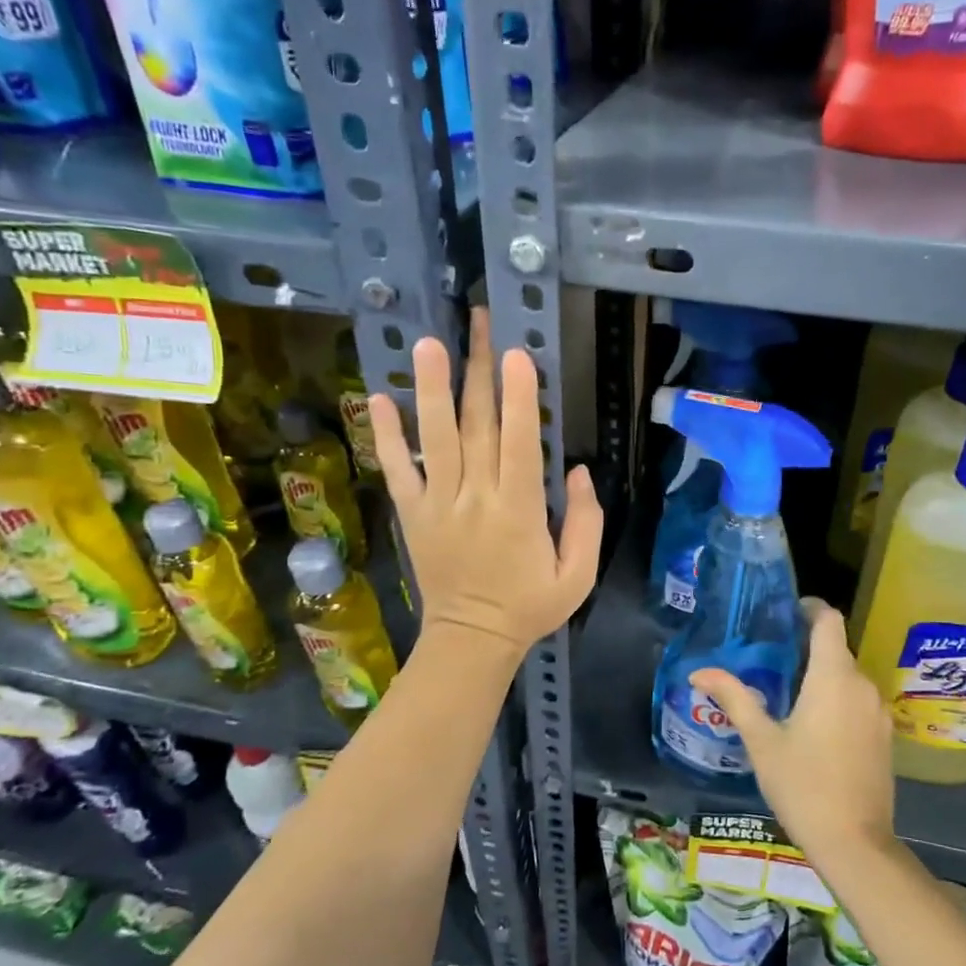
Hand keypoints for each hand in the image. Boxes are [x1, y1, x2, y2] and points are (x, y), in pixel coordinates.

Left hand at [369, 308, 602, 656]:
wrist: (472, 640)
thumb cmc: (531, 606)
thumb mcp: (578, 575)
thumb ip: (586, 522)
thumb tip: (580, 471)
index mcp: (518, 512)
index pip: (519, 445)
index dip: (519, 399)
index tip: (517, 355)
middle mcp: (475, 499)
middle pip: (477, 427)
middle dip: (480, 372)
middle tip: (480, 324)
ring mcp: (438, 504)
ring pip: (435, 439)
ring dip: (432, 390)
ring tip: (428, 345)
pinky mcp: (413, 514)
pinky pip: (397, 470)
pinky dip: (387, 436)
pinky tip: (379, 399)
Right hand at [692, 598, 895, 864]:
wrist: (855, 843)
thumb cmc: (803, 785)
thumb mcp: (761, 741)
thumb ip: (734, 698)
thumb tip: (699, 672)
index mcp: (833, 677)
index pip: (829, 621)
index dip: (810, 608)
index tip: (786, 612)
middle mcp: (862, 685)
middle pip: (837, 649)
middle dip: (807, 646)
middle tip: (771, 656)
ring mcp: (879, 712)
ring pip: (849, 677)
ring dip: (823, 675)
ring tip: (788, 691)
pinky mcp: (885, 737)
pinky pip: (859, 701)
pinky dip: (838, 699)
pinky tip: (814, 725)